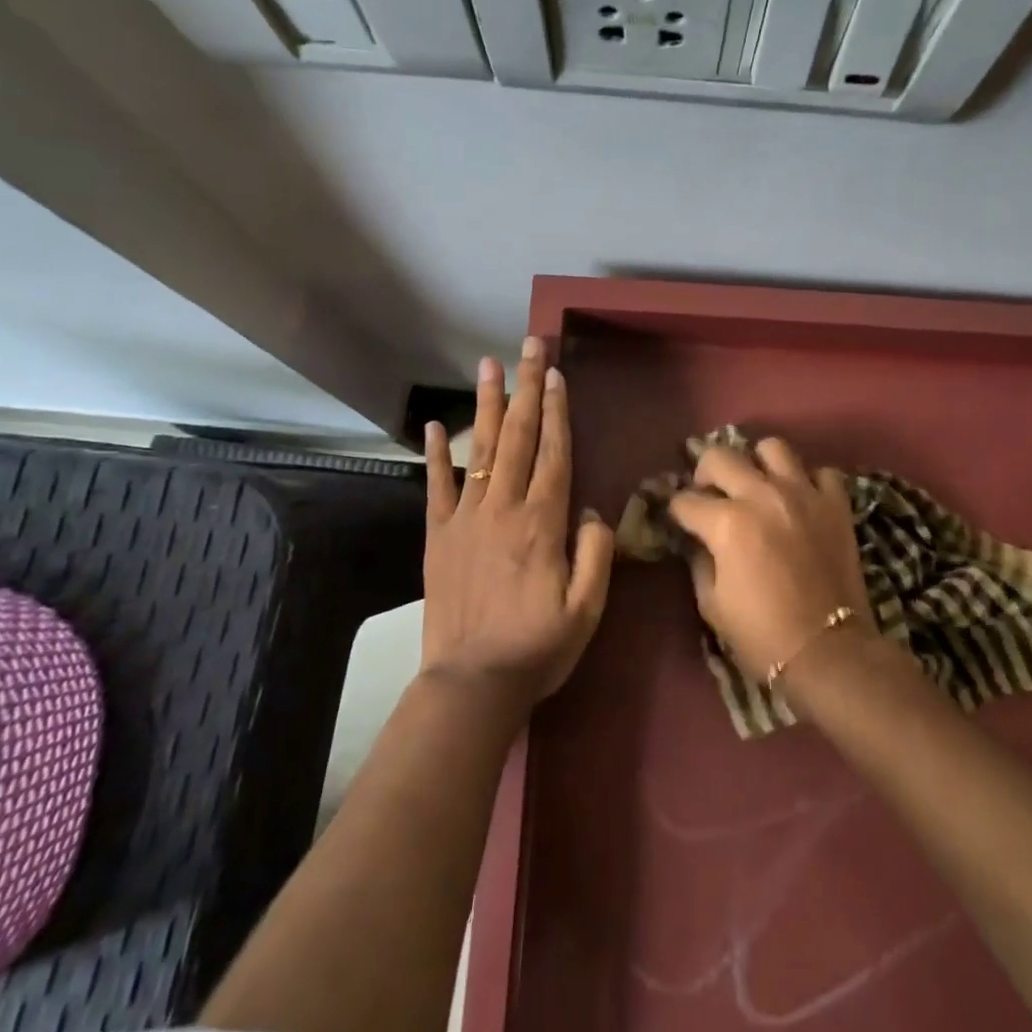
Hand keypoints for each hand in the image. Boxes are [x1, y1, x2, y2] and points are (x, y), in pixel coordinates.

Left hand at [421, 338, 614, 713]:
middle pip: (519, 437)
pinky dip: (436, 454)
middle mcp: (504, 508)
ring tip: (489, 364)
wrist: (472, 684)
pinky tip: (436, 424)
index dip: (557, 410)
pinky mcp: (438, 536)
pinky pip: (436, 487)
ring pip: (481, 449)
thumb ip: (595, 554)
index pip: (554, 453)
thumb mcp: (587, 609)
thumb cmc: (538, 648)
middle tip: (529, 347)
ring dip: (487, 404)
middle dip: (526, 388)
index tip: (555, 374)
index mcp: (542, 523)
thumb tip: (592, 511)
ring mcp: (466, 518)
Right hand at [668, 437, 875, 681]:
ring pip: (772, 448)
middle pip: (720, 457)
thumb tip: (698, 541)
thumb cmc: (762, 635)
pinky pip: (820, 472)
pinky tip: (800, 500)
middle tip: (710, 493)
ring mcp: (803, 494)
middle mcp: (762, 495)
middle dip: (704, 473)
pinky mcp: (836, 504)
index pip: (685, 500)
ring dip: (758, 463)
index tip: (679, 520)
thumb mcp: (712, 604)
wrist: (829, 652)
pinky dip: (807, 481)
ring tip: (757, 485)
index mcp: (727, 522)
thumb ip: (700, 562)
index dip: (676, 511)